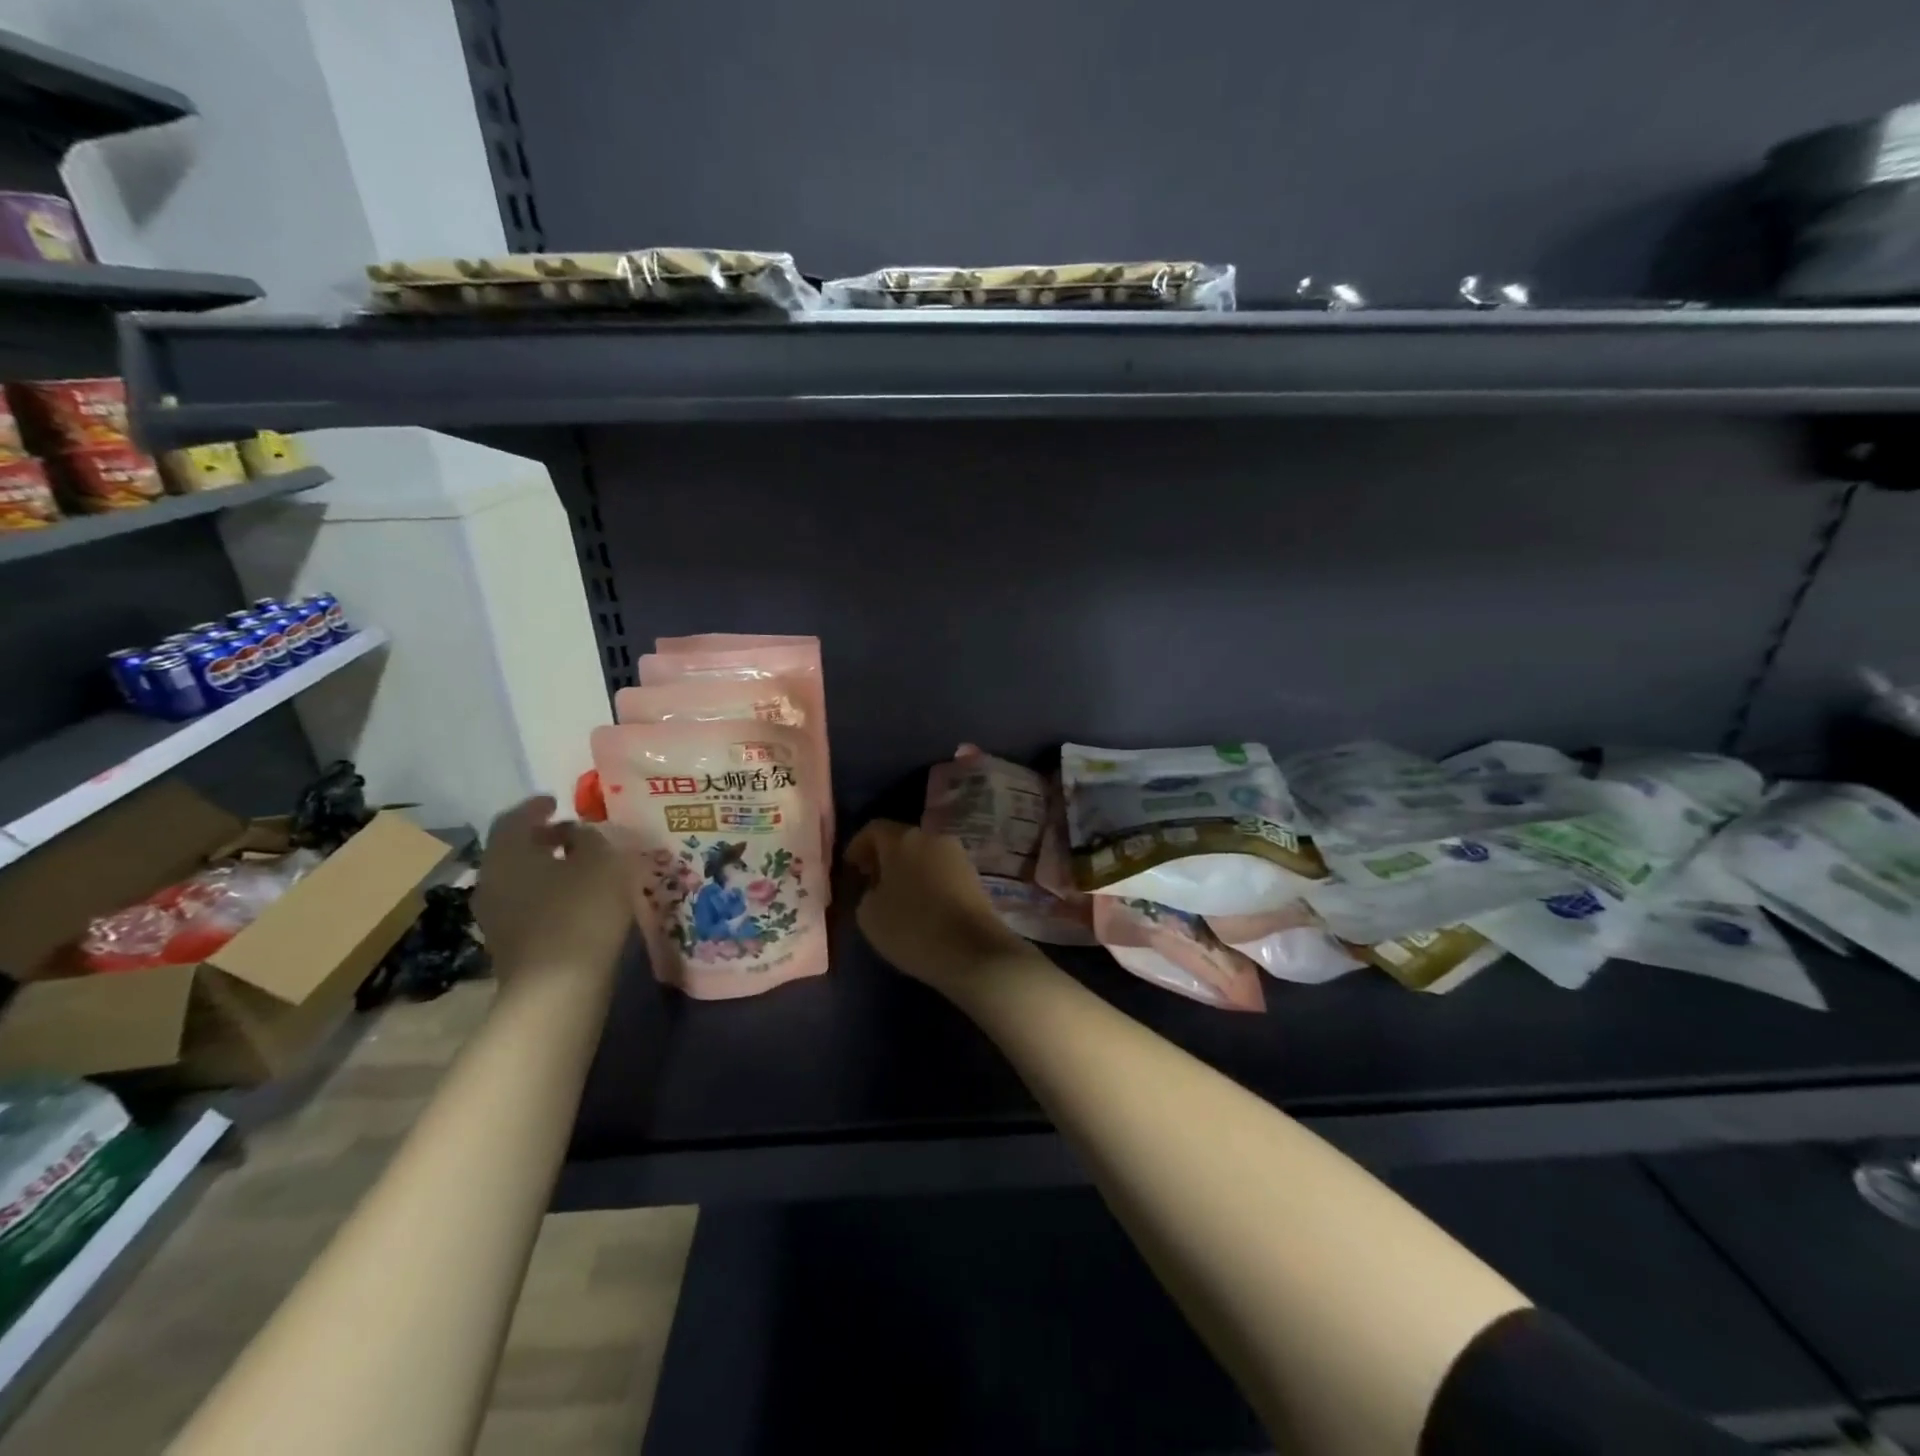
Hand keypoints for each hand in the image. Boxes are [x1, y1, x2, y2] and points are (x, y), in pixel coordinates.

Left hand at [475, 796, 629, 973]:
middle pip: (514, 849)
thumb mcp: (601, 862)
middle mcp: (491, 880)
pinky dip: (549, 893)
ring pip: (520, 879)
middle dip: (543, 838)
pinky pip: (527, 904)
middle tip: (574, 834)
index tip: (558, 801)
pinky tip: (577, 900)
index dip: (537, 806)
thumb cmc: (580, 911)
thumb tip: (581, 835)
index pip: (514, 818)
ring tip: (581, 867)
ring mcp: (495, 916)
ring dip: (547, 868)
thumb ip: (592, 839)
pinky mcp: (509, 944)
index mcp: (507, 853)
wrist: (556, 989)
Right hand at [846, 820, 1030, 993]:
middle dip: (884, 858)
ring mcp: (958, 856)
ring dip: (907, 870)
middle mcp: (932, 838)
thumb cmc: (912, 928)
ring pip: (924, 856)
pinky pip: (941, 872)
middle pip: (902, 840)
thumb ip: (867, 893)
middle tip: (870, 882)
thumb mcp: (869, 915)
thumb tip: (879, 889)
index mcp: (903, 839)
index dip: (858, 846)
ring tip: (896, 898)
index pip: (874, 829)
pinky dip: (927, 882)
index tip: (850, 868)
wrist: (973, 950)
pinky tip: (922, 907)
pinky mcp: (974, 877)